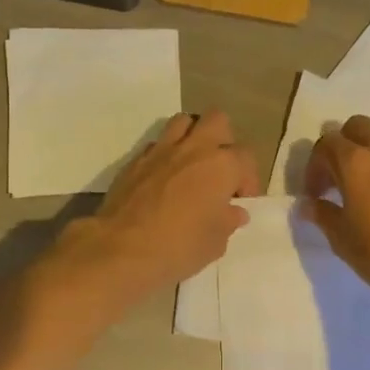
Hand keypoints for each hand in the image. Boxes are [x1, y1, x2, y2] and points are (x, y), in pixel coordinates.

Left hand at [54, 111, 257, 307]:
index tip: (239, 201)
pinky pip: (156, 144)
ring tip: (192, 165)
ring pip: (183, 121)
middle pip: (217, 121)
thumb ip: (228, 221)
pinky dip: (165, 155)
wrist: (121, 248)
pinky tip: (164, 179)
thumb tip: (233, 212)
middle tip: (219, 171)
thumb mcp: (215, 242)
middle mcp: (194, 148)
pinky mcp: (135, 160)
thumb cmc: (179, 247)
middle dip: (223, 140)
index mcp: (222, 166)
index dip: (248, 179)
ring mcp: (161, 150)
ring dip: (192, 137)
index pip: (246, 158)